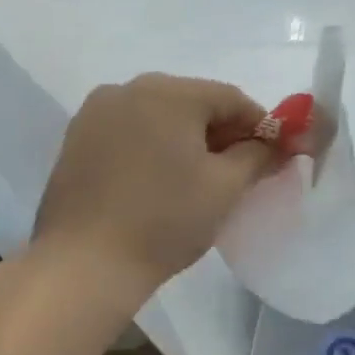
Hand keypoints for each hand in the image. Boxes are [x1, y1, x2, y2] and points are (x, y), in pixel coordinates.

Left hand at [29, 74, 275, 298]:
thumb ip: (258, 156)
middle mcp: (128, 89)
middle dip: (222, 132)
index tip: (274, 155)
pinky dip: (154, 147)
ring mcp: (96, 113)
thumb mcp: (225, 187)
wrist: (84, 264)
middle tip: (241, 170)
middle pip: (193, 102)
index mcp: (169, 93)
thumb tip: (277, 145)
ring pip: (160, 116)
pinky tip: (161, 181)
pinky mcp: (76, 140)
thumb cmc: (165, 220)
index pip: (231, 98)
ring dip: (187, 139)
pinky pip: (131, 131)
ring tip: (200, 178)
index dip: (260, 125)